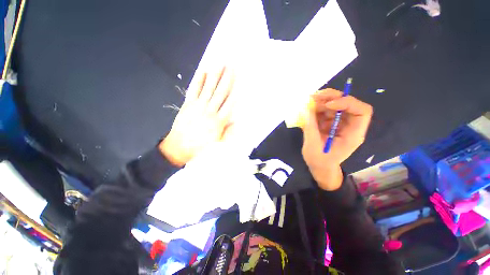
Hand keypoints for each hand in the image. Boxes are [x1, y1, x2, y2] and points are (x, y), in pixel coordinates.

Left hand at [159, 67, 234, 166]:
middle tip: (231, 66)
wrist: (179, 147)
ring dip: (215, 75)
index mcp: (218, 121)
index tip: (239, 82)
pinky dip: (198, 80)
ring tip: (220, 64)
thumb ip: (228, 132)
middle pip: (220, 92)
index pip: (229, 104)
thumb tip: (237, 122)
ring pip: (208, 88)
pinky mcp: (188, 104)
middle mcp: (210, 111)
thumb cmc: (200, 146)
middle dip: (227, 79)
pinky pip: (193, 90)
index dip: (234, 92)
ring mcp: (198, 106)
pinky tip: (203, 72)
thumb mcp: (218, 142)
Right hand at [302, 88, 372, 189]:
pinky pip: (325, 111)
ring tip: (307, 102)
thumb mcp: (313, 146)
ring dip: (322, 101)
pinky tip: (306, 109)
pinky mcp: (329, 123)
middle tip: (314, 96)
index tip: (328, 104)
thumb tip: (306, 109)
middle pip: (348, 104)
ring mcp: (339, 123)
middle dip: (332, 97)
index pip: (361, 111)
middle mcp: (349, 125)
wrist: (319, 167)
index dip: (347, 103)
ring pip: (335, 105)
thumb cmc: (319, 161)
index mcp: (353, 134)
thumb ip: (310, 127)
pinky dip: (316, 107)